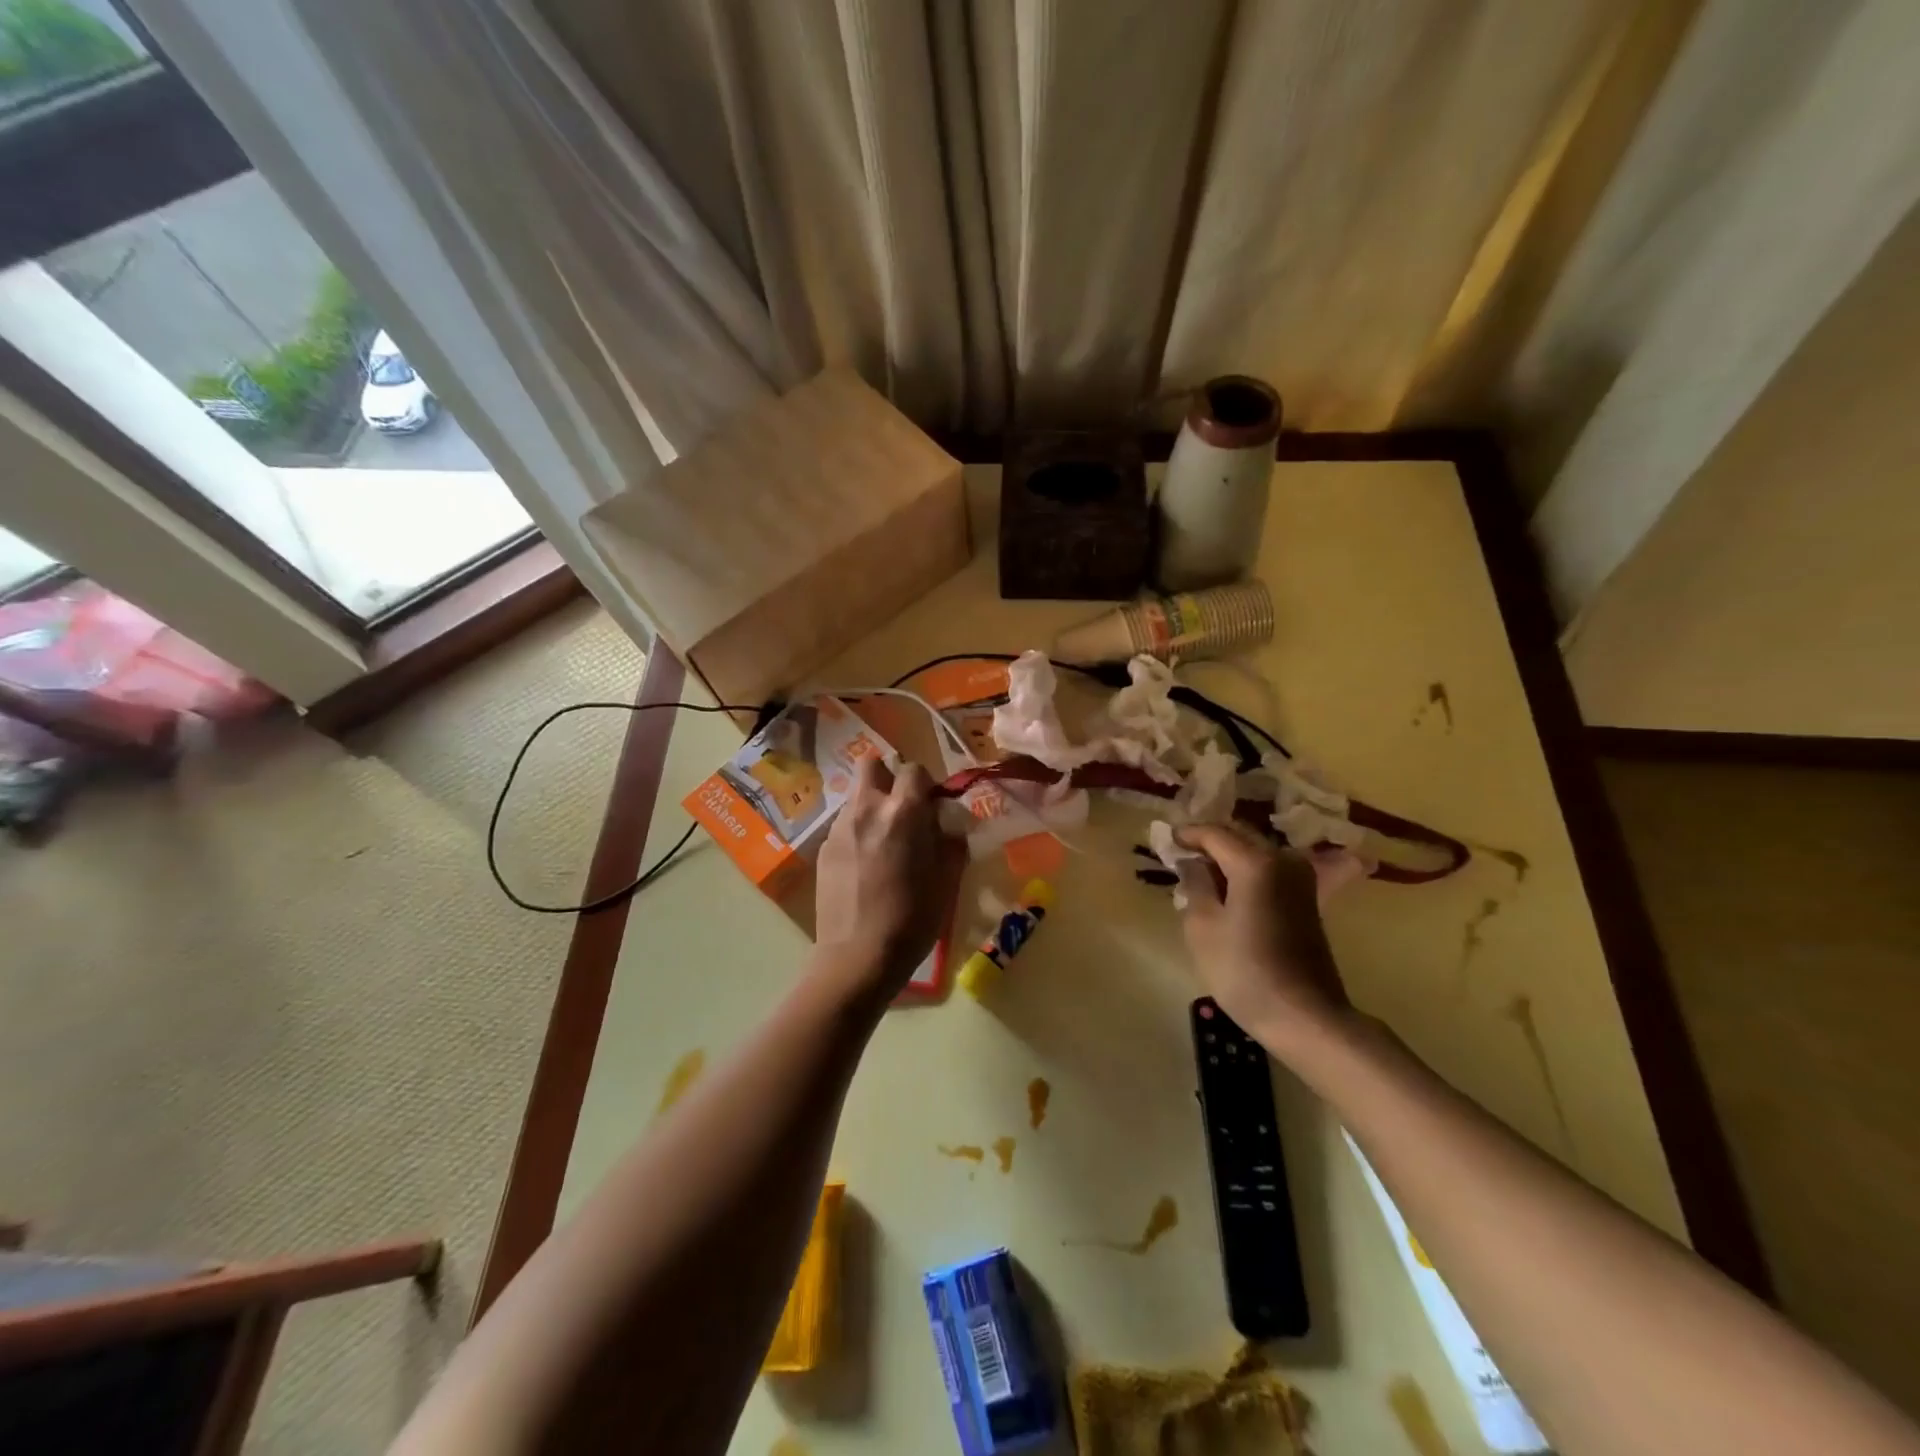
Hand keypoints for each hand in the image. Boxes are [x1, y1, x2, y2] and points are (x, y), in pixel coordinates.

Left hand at [813, 757, 965, 994]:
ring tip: (883, 842)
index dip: (926, 784)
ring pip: (855, 796)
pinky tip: (864, 865)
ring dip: (872, 806)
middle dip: (889, 778)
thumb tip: (948, 826)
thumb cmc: (912, 919)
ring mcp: (840, 827)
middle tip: (902, 809)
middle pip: (872, 765)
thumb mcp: (947, 879)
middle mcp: (867, 808)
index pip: (914, 769)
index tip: (932, 807)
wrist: (858, 956)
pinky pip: (844, 825)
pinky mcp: (823, 849)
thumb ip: (950, 842)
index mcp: (903, 812)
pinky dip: (857, 832)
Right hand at [1175, 824, 1352, 1049]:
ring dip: (1228, 859)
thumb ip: (1194, 884)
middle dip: (1209, 842)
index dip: (1187, 834)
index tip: (1165, 840)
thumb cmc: (1244, 970)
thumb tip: (1191, 862)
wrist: (1305, 1016)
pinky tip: (1227, 892)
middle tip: (1180, 854)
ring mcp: (1300, 881)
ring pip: (1256, 854)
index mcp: (1255, 862)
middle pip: (1239, 838)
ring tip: (1200, 876)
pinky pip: (1269, 873)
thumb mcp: (1202, 926)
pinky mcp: (1306, 902)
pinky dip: (1245, 874)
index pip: (1214, 833)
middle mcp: (1282, 861)